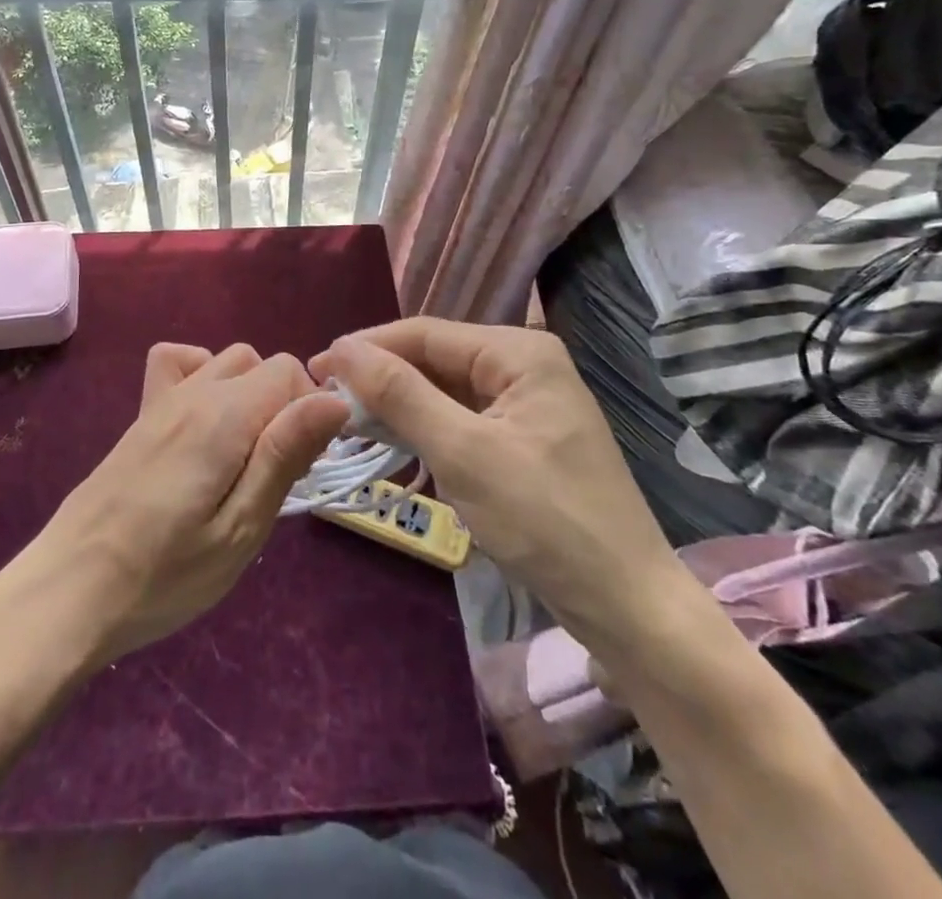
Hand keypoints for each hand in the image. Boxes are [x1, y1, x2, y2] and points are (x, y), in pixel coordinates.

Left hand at [3, 343, 347, 664]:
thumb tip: (335, 400)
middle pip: (262, 363)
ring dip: (250, 392)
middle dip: (286, 403)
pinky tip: (203, 421)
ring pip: (226, 360)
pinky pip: (177, 363)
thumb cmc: (164, 575)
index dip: (311, 410)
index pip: (289, 371)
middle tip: (278, 468)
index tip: (307, 464)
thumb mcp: (240, 529)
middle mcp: (193, 392)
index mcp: (223, 416)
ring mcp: (162, 400)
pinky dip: (202, 374)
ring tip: (247, 451)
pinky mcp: (141, 417)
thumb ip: (284, 455)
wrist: (70, 590)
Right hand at [312, 318, 687, 642]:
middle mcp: (524, 365)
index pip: (426, 334)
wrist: (626, 608)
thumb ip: (400, 394)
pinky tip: (391, 440)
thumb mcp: (463, 452)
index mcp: (519, 352)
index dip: (368, 347)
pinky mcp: (522, 438)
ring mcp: (526, 403)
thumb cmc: (545, 521)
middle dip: (382, 378)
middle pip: (435, 359)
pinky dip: (425, 428)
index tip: (314, 367)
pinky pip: (461, 418)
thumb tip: (342, 348)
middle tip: (324, 400)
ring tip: (346, 420)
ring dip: (399, 405)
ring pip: (444, 390)